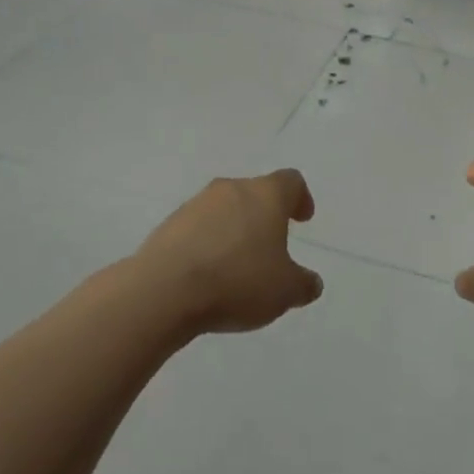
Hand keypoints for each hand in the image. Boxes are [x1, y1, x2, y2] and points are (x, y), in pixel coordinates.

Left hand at [134, 170, 323, 334]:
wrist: (162, 292)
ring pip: (224, 209)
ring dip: (234, 229)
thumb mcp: (284, 292)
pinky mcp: (168, 226)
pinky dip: (207, 244)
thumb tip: (311, 282)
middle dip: (265, 215)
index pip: (291, 181)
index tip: (302, 218)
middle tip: (271, 245)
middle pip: (255, 192)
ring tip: (237, 264)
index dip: (300, 198)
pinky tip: (208, 274)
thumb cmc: (237, 281)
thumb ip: (303, 284)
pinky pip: (197, 229)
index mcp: (265, 195)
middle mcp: (231, 190)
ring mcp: (195, 205)